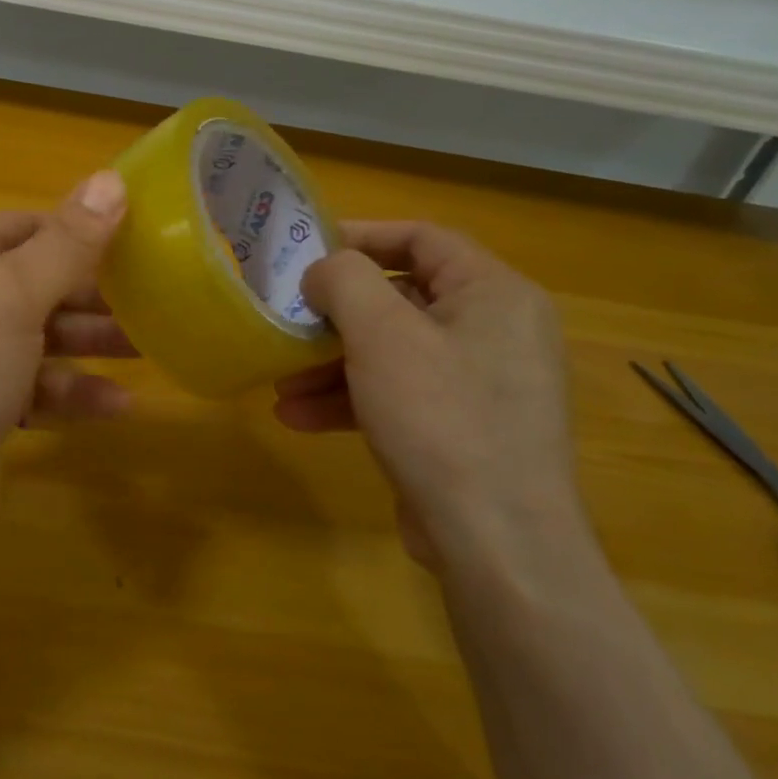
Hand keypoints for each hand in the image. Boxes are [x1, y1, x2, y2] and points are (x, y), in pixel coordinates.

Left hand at [0, 171, 133, 552]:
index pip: (33, 225)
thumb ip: (67, 241)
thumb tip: (112, 178)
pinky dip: (73, 393)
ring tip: (149, 349)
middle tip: (160, 301)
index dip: (87, 232)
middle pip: (43, 281)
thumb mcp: (12, 294)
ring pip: (44, 335)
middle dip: (97, 293)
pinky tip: (118, 405)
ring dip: (93, 343)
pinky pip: (36, 387)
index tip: (146, 243)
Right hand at [274, 221, 583, 570]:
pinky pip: (400, 394)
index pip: (422, 238)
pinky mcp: (462, 428)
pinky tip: (298, 418)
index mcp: (493, 292)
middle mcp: (494, 330)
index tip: (307, 251)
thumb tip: (324, 273)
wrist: (497, 542)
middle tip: (287, 322)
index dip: (361, 236)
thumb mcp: (381, 334)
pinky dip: (352, 400)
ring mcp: (480, 384)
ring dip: (332, 364)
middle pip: (400, 299)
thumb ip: (344, 280)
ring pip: (393, 352)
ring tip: (280, 383)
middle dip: (334, 316)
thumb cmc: (441, 417)